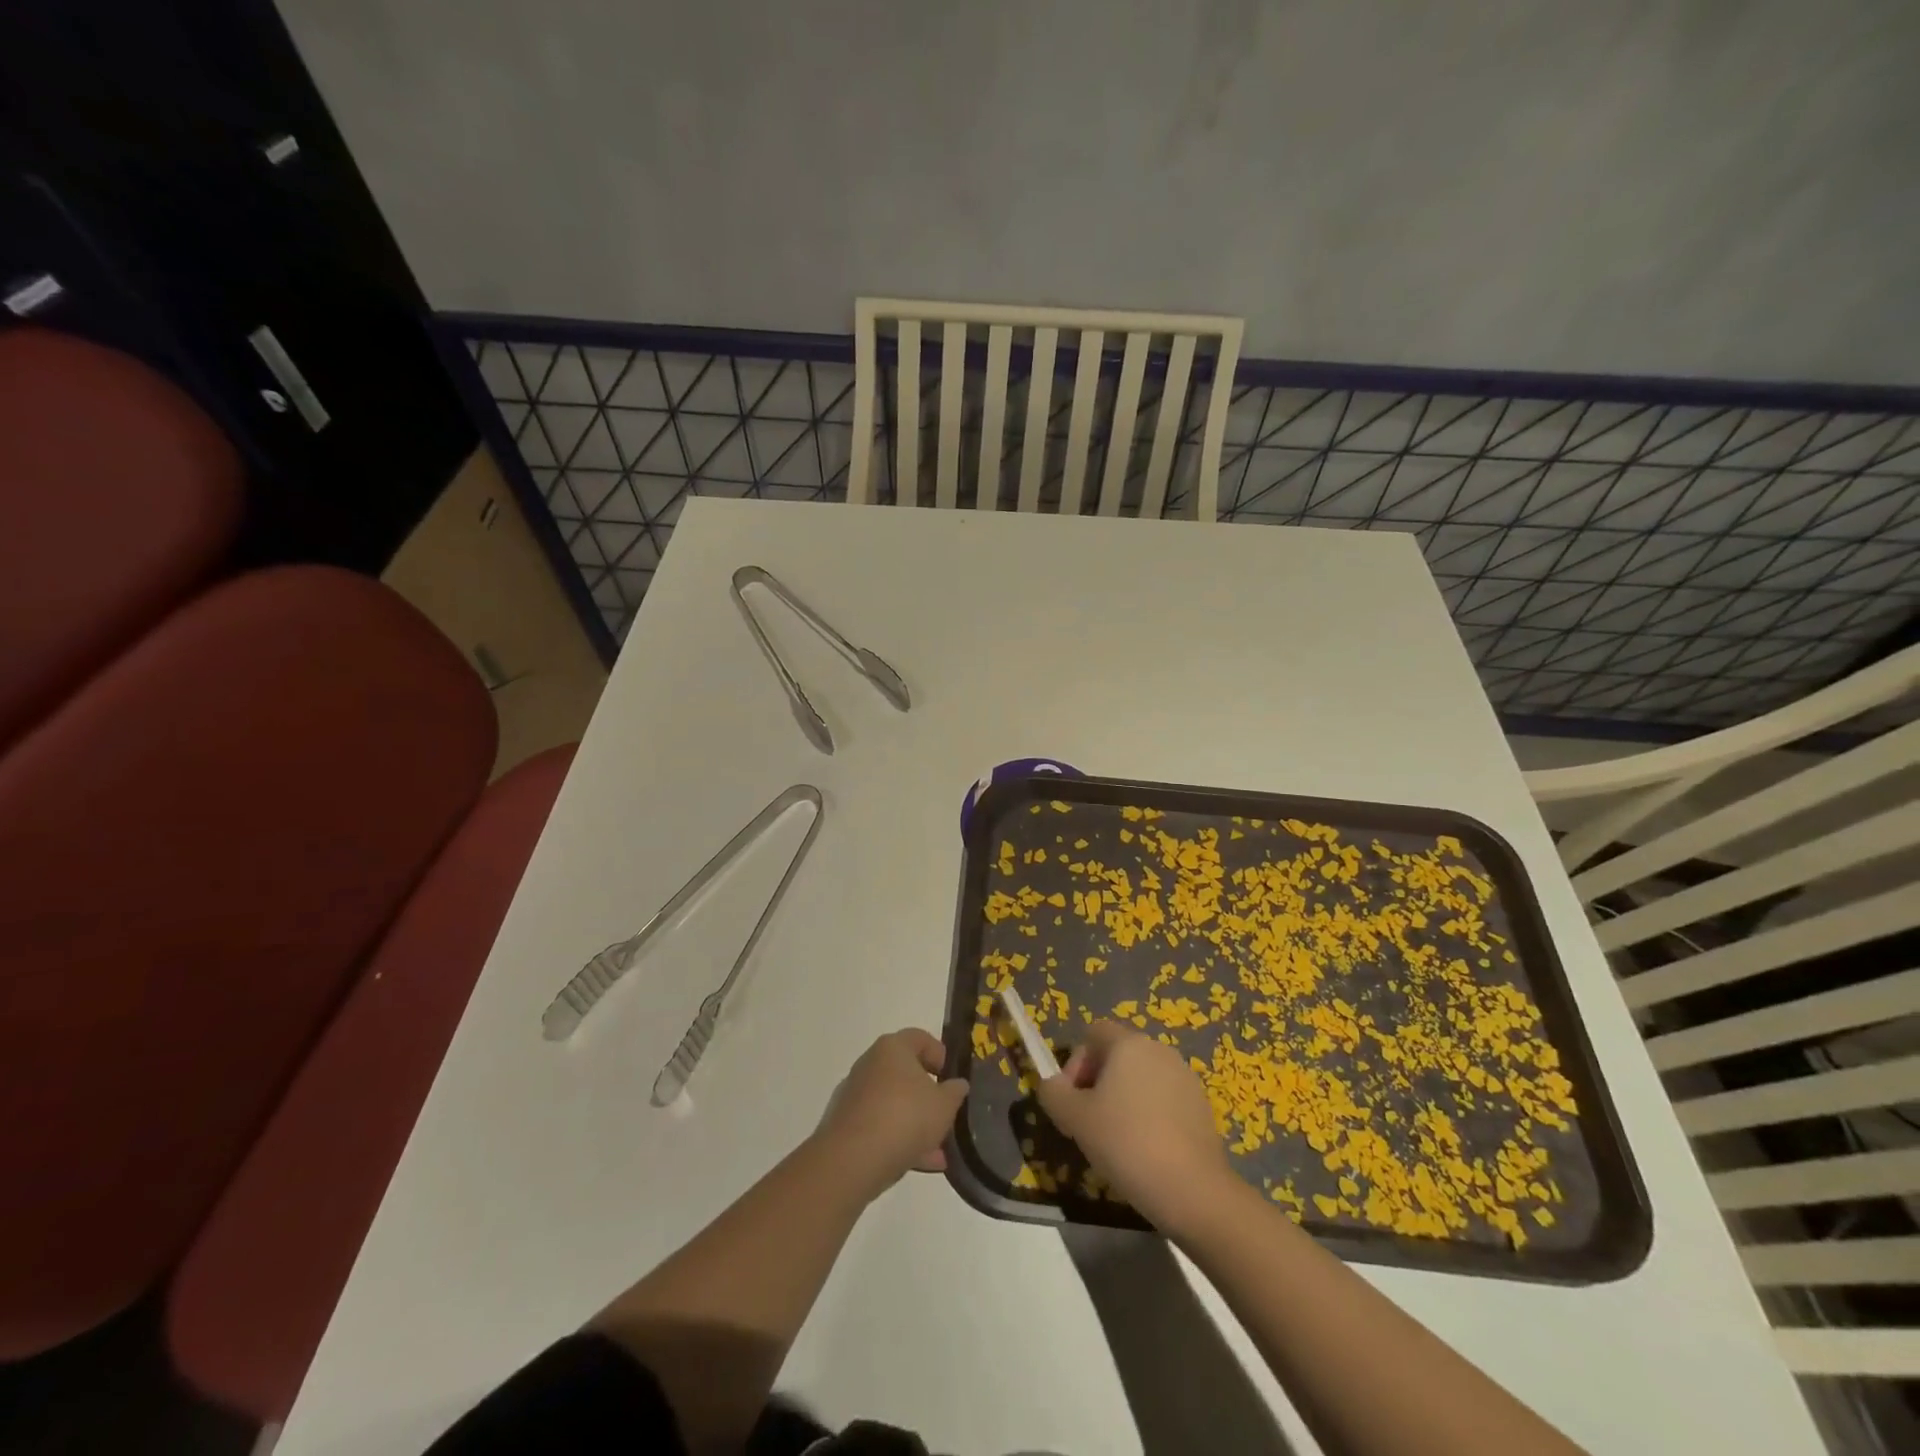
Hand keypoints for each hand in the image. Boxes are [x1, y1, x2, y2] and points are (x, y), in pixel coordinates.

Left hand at [815, 1029, 968, 1200]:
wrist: (852, 1160)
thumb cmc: (905, 1117)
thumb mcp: (944, 1105)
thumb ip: (955, 1092)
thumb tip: (957, 1084)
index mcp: (893, 1048)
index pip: (920, 1038)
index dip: (940, 1054)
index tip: (952, 1077)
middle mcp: (870, 1064)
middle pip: (905, 1072)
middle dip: (928, 1094)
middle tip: (946, 1113)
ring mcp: (855, 1094)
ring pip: (894, 1103)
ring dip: (916, 1123)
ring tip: (939, 1149)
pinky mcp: (846, 1124)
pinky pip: (880, 1126)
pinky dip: (899, 1139)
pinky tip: (922, 1162)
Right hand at [1036, 1021, 1235, 1235]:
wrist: (1193, 1190)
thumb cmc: (1127, 1143)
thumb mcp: (1075, 1119)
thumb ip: (1054, 1093)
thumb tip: (1052, 1085)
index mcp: (1128, 1043)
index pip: (1093, 1033)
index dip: (1075, 1062)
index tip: (1073, 1100)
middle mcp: (1159, 1050)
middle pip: (1117, 1054)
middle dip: (1097, 1083)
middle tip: (1089, 1123)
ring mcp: (1184, 1077)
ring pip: (1140, 1078)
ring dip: (1122, 1099)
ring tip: (1116, 1140)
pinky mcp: (1201, 1105)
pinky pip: (1163, 1099)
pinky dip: (1148, 1115)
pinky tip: (1145, 1150)